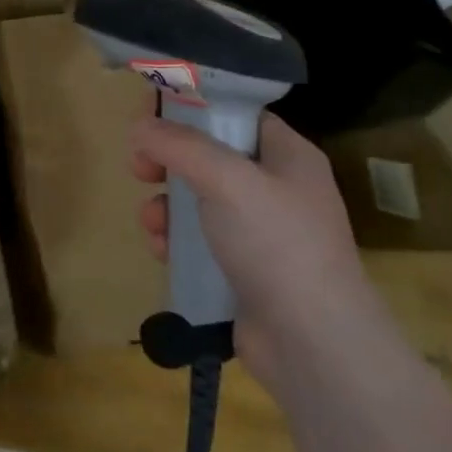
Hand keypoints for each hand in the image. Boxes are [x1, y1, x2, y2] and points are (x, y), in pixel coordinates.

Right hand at [131, 111, 373, 370]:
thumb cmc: (277, 244)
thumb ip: (180, 146)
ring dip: (166, 205)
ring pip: (199, 200)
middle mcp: (277, 188)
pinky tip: (162, 252)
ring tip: (152, 222)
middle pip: (210, 156)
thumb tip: (140, 127)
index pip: (235, 114)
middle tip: (140, 168)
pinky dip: (177, 241)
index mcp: (287, 155)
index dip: (192, 108)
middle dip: (169, 161)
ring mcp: (262, 232)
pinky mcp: (244, 270)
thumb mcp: (227, 180)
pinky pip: (200, 241)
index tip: (150, 113)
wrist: (312, 344)